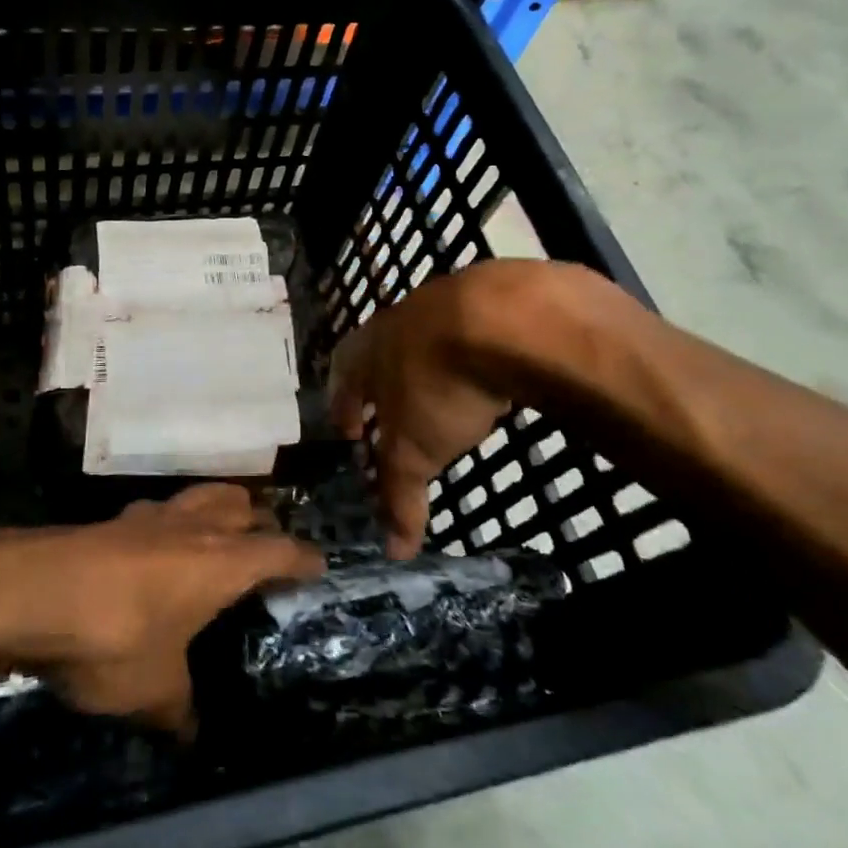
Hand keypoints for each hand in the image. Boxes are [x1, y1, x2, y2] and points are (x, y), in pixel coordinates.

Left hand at [0, 485, 323, 733]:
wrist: (35, 591)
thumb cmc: (115, 638)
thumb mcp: (153, 691)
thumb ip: (178, 709)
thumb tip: (189, 732)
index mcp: (222, 563)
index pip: (279, 551)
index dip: (303, 558)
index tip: (319, 566)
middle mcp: (194, 527)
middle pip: (241, 505)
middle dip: (260, 522)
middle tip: (266, 548)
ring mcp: (151, 516)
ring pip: (200, 497)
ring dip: (217, 510)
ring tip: (217, 536)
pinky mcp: (114, 519)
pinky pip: (158, 512)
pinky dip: (170, 523)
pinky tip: (155, 549)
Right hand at [329, 260, 604, 557]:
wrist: (505, 316)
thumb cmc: (438, 384)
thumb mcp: (415, 450)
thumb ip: (400, 495)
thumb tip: (394, 551)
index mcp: (367, 350)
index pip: (342, 376)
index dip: (343, 404)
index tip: (349, 429)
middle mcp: (398, 319)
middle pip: (381, 353)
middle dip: (385, 384)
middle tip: (394, 414)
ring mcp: (445, 301)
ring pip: (427, 338)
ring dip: (430, 365)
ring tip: (445, 396)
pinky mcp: (492, 296)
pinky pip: (474, 328)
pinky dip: (476, 350)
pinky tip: (493, 370)